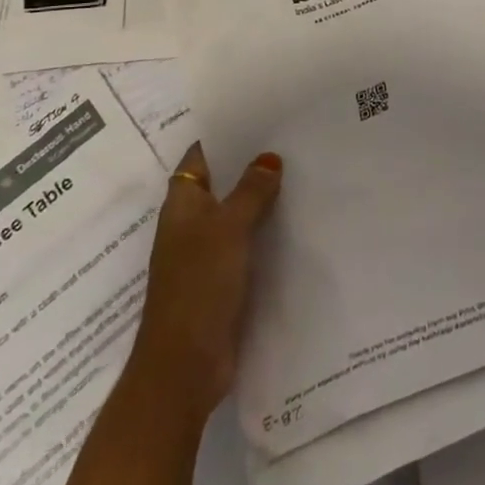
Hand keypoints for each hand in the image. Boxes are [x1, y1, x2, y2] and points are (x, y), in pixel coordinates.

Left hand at [127, 143, 282, 420]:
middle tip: (292, 140)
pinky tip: (296, 223)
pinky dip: (265, 233)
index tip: (261, 116)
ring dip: (261, 200)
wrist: (184, 368)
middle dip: (251, 166)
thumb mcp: (228, 228)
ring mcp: (205, 254)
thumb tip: (269, 158)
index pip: (201, 156)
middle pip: (222, 184)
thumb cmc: (199, 285)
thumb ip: (250, 191)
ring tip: (302, 172)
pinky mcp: (222, 282)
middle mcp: (190, 224)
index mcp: (181, 204)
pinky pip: (246, 245)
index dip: (226, 135)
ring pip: (236, 215)